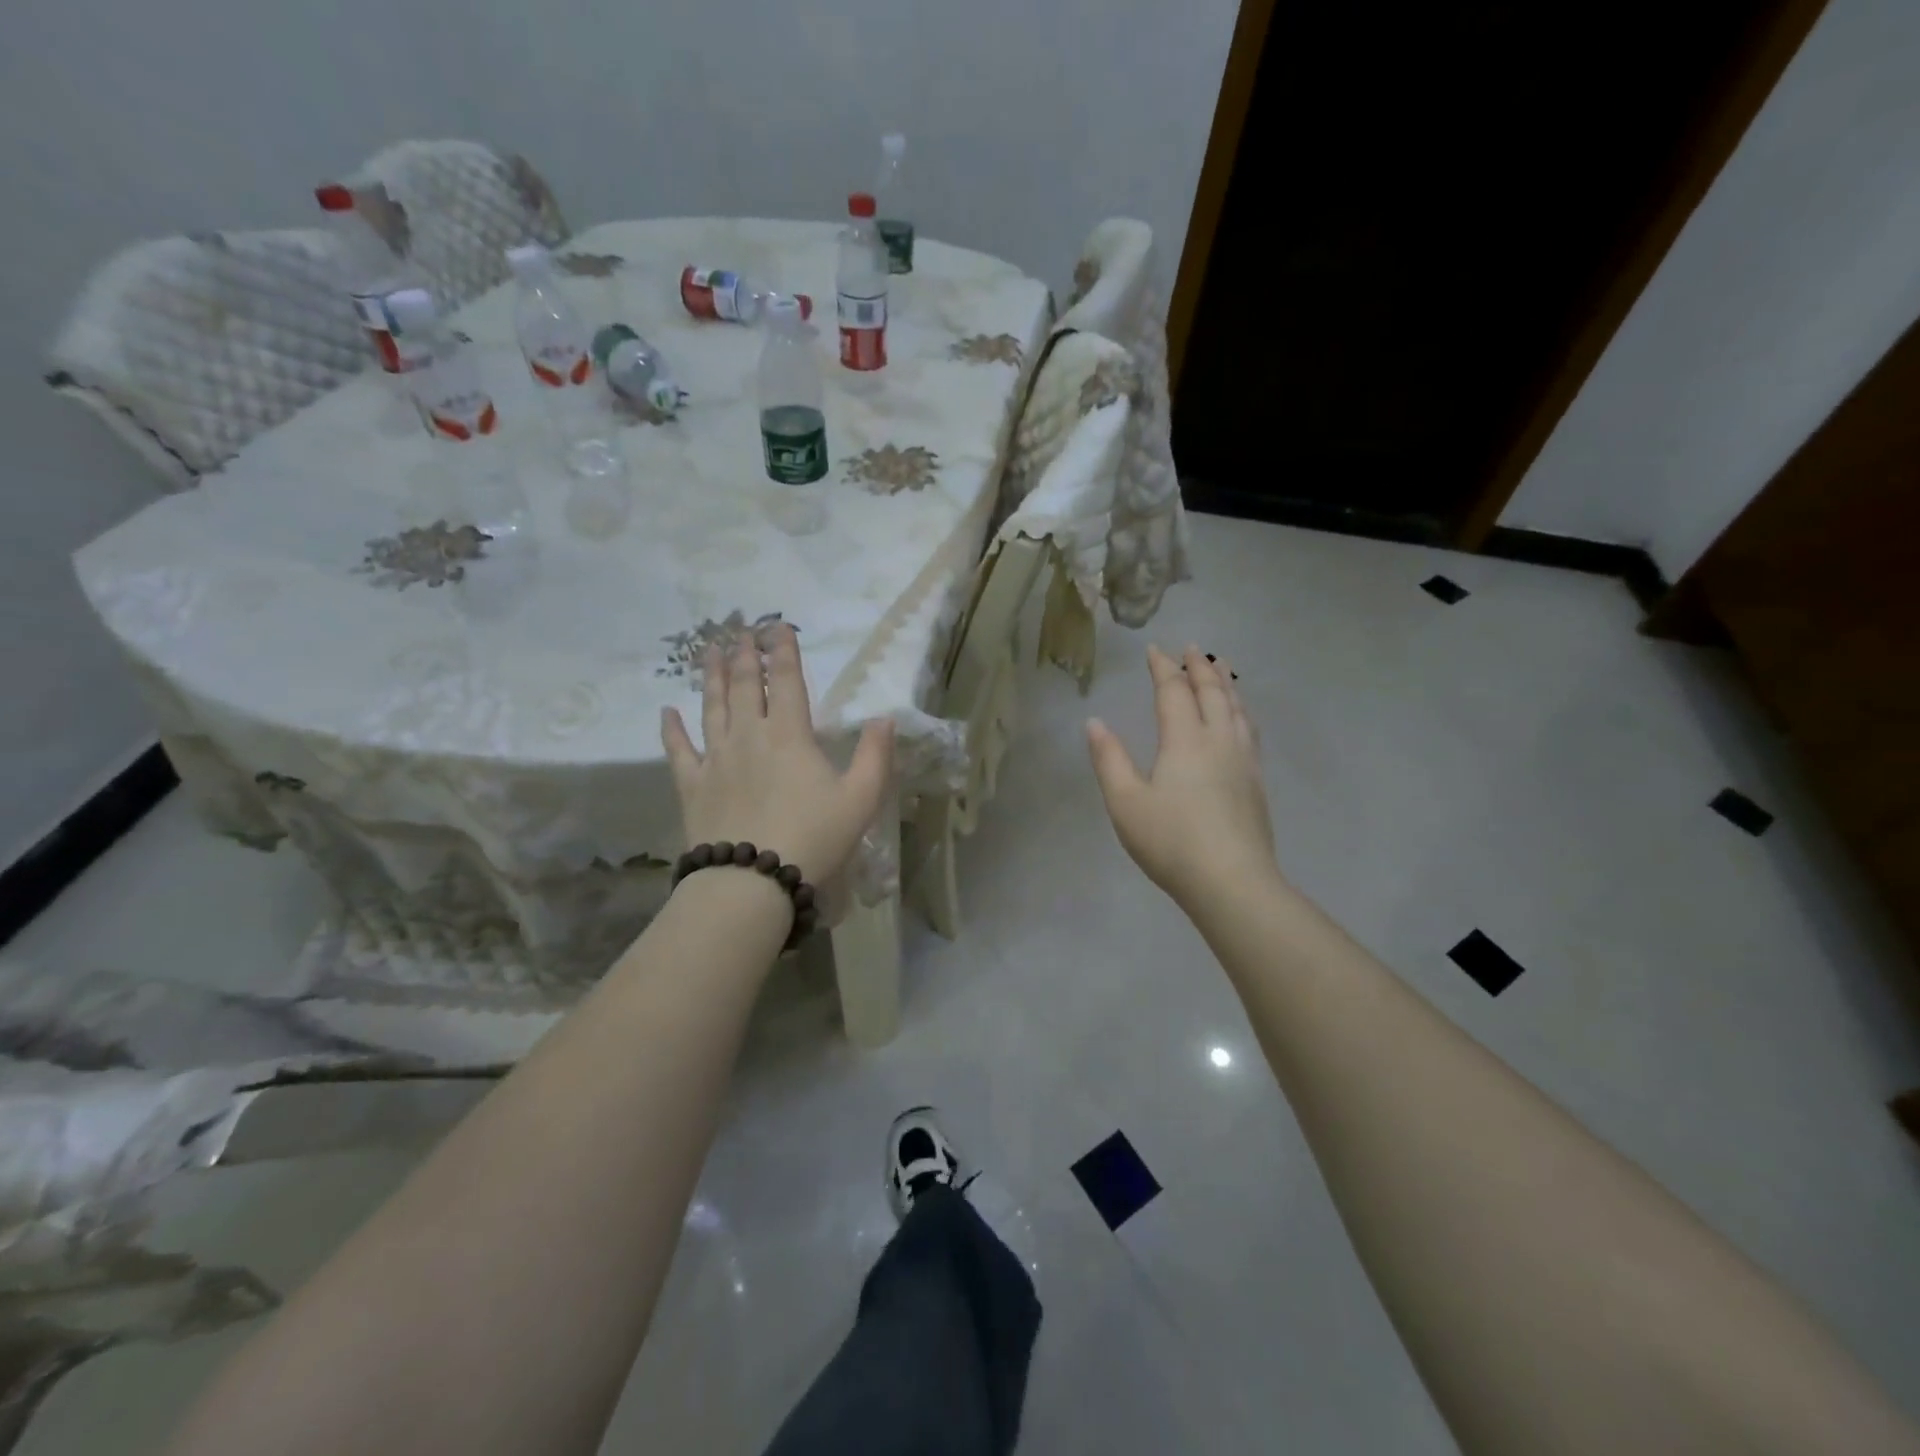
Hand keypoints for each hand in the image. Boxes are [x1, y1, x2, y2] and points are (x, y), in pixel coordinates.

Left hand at [662, 624, 893, 886]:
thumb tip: (885, 718)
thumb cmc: (814, 837)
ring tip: (709, 651)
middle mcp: (749, 735)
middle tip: (740, 629)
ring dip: (711, 676)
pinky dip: (672, 729)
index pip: (787, 680)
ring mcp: (716, 758)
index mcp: (790, 734)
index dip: (783, 650)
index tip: (778, 626)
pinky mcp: (693, 785)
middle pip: (745, 685)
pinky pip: (678, 750)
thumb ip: (875, 755)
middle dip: (745, 654)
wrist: (752, 880)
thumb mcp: (861, 799)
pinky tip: (667, 712)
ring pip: (712, 707)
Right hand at [1086, 645, 1279, 908]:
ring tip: (1222, 668)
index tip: (1155, 650)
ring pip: (1236, 709)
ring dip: (1226, 684)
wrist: (1232, 881)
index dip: (1162, 668)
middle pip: (1212, 693)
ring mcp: (1243, 760)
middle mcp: (1218, 740)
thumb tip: (1095, 722)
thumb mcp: (1125, 802)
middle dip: (1199, 667)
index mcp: (1184, 740)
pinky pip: (1249, 730)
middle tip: (1191, 649)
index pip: (1173, 692)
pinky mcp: (1256, 782)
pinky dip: (1241, 710)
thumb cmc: (1171, 841)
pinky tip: (1241, 718)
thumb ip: (1109, 759)